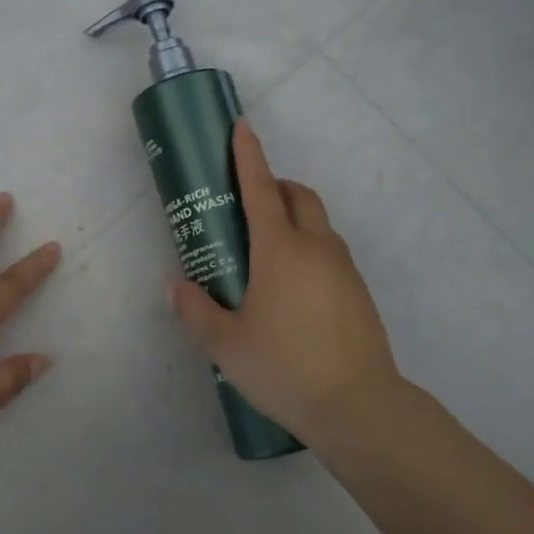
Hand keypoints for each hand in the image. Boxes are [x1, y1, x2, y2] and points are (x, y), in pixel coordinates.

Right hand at [169, 121, 402, 446]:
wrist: (358, 406)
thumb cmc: (284, 367)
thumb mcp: (225, 343)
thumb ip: (196, 310)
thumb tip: (175, 286)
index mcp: (279, 249)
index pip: (260, 188)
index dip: (248, 154)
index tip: (241, 126)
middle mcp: (315, 247)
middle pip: (298, 196)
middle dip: (275, 185)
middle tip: (248, 205)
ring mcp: (343, 268)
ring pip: (318, 223)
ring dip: (293, 218)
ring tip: (266, 254)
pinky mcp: (358, 291)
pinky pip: (329, 251)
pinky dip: (309, 248)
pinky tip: (293, 290)